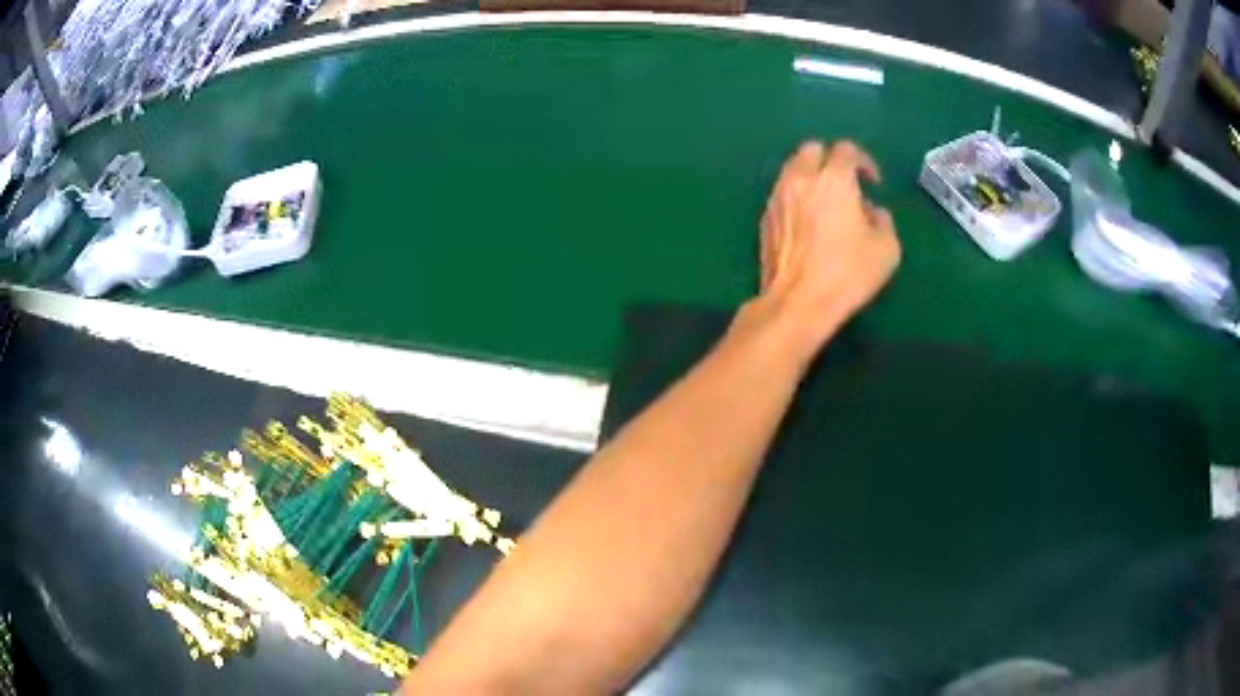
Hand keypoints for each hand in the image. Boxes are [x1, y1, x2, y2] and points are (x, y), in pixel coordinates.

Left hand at [757, 140, 899, 350]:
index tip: (873, 182)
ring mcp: (777, 197)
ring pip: (792, 169)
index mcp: (833, 179)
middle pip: (812, 150)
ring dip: (811, 176)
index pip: (846, 150)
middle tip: (846, 183)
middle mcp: (800, 179)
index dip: (863, 161)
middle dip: (831, 159)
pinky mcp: (765, 218)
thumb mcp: (886, 248)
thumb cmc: (848, 274)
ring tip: (827, 202)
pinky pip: (782, 193)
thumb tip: (870, 211)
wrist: (797, 303)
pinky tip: (808, 221)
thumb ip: (882, 220)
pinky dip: (797, 195)